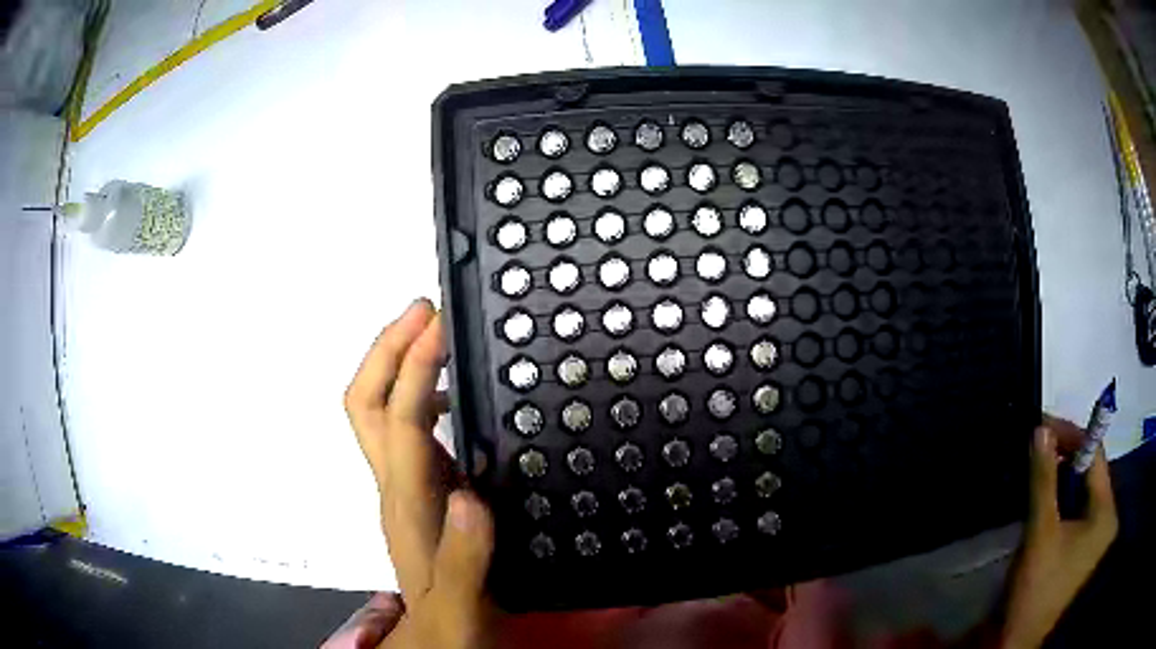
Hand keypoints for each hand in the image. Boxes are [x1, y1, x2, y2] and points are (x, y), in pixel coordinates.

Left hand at [343, 299, 494, 648]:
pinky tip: (454, 393)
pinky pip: (408, 426)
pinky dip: (422, 394)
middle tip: (423, 310)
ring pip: (380, 410)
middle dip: (386, 349)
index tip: (439, 325)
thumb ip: (465, 559)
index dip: (413, 369)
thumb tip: (470, 496)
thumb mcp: (462, 607)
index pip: (398, 423)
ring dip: (400, 363)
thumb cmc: (451, 626)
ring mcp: (404, 485)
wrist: (441, 641)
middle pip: (364, 403)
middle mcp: (396, 485)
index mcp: (407, 506)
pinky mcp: (421, 490)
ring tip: (438, 335)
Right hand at [1000, 415, 1117, 648]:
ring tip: (1036, 472)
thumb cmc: (1036, 589)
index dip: (1070, 436)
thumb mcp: (1041, 533)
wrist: (1017, 644)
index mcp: (1105, 512)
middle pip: (1089, 474)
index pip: (1095, 455)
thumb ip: (1043, 480)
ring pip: (1080, 494)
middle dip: (1063, 459)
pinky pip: (1074, 514)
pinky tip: (1042, 504)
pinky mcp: (1080, 552)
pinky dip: (1059, 503)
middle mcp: (1105, 519)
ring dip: (1059, 482)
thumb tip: (1040, 429)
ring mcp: (1093, 538)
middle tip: (1036, 449)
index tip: (1041, 426)